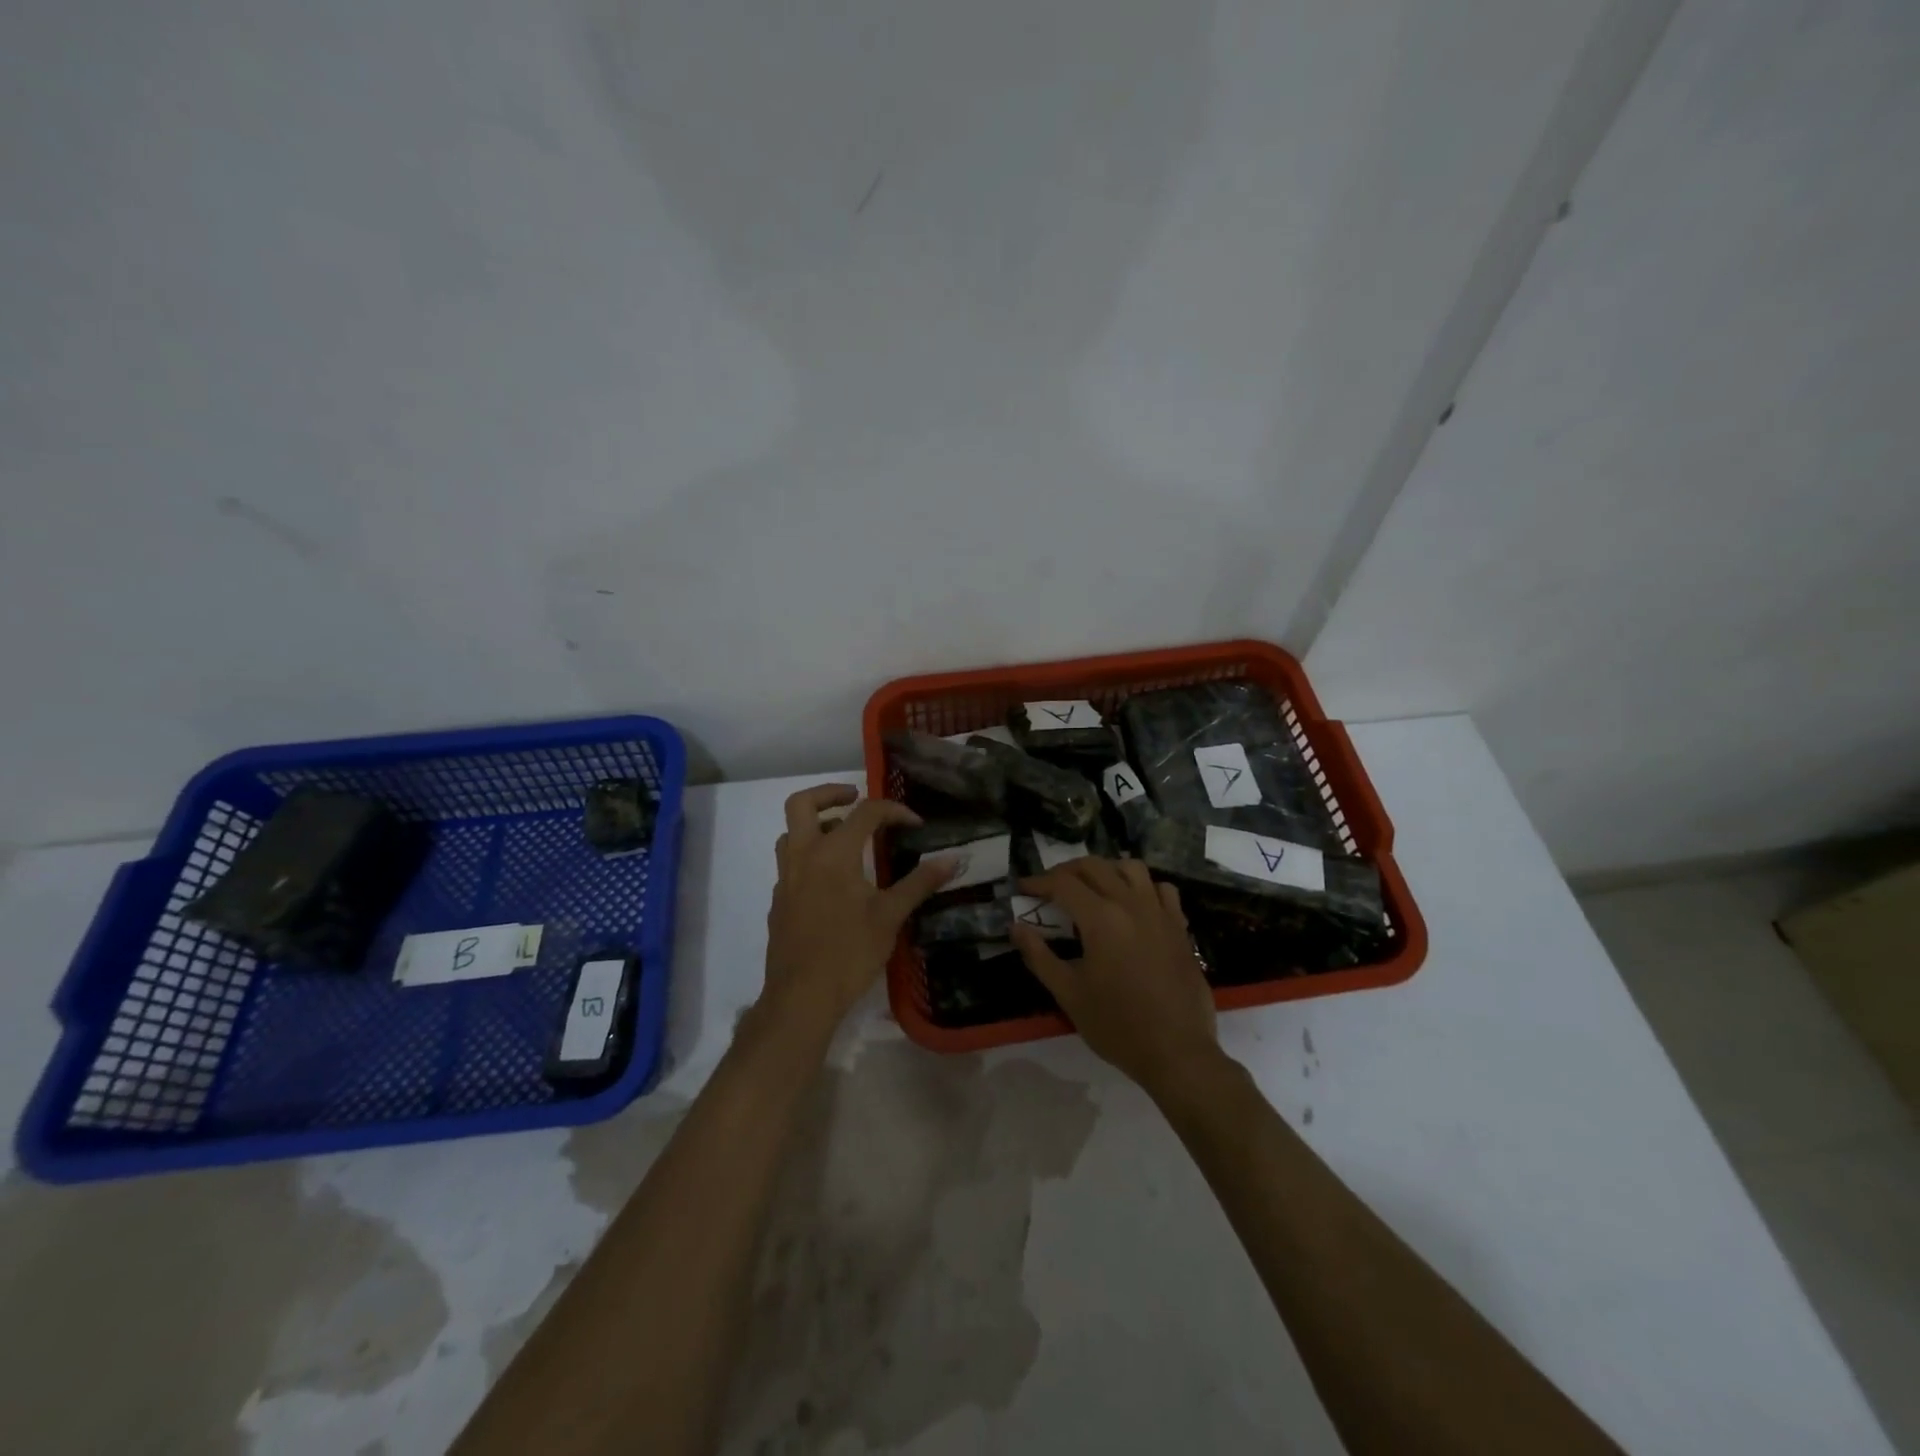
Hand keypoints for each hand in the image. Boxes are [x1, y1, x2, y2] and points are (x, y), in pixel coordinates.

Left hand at [763, 785, 955, 1027]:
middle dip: (830, 793)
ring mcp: (786, 879)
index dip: (893, 811)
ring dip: (815, 823)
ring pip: (791, 832)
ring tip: (844, 836)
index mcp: (833, 854)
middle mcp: (803, 856)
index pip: (864, 813)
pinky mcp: (779, 901)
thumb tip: (953, 858)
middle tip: (855, 798)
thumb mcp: (890, 916)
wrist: (801, 997)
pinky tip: (833, 881)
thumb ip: (920, 882)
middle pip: (803, 803)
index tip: (915, 824)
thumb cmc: (849, 953)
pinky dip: (809, 854)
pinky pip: (790, 862)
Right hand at [1011, 858, 1218, 1096]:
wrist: (1176, 1052)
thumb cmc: (1117, 1025)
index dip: (1038, 882)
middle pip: (1094, 866)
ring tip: (1092, 888)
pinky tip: (1133, 904)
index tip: (1023, 888)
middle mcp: (1130, 904)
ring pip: (1131, 867)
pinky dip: (1143, 886)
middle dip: (1067, 870)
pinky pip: (1161, 889)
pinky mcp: (1179, 926)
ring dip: (1106, 870)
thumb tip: (1016, 927)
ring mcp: (1159, 912)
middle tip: (1050, 887)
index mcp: (1101, 918)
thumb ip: (1039, 956)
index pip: (1063, 883)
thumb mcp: (1068, 994)